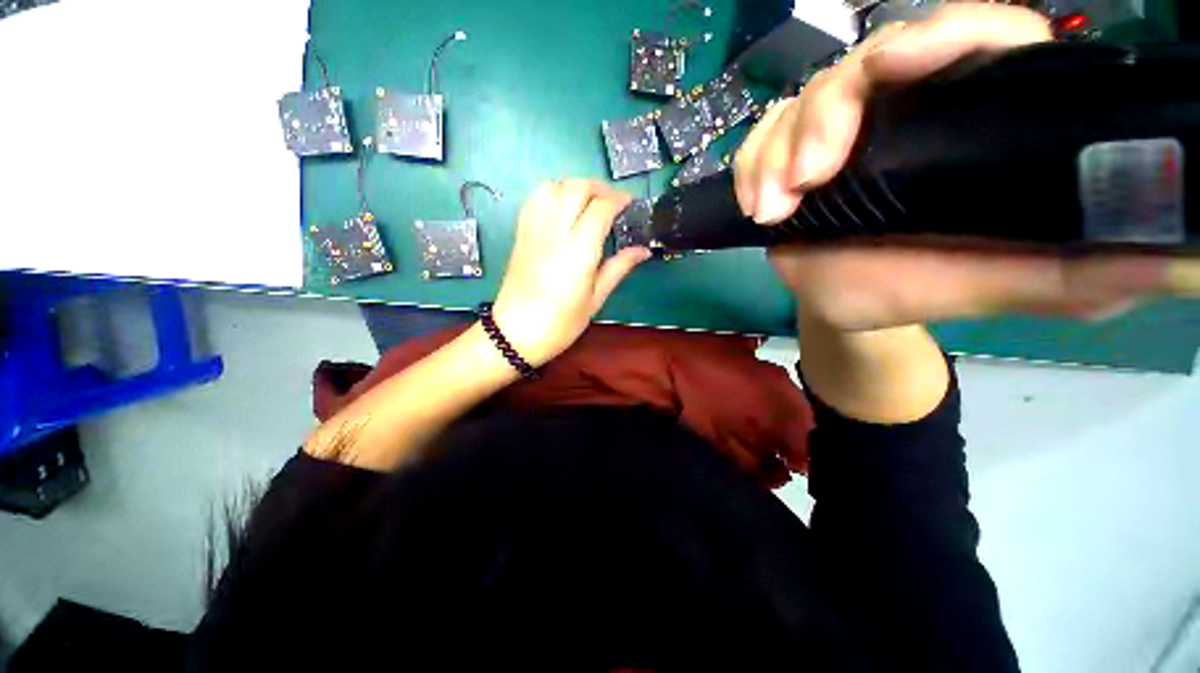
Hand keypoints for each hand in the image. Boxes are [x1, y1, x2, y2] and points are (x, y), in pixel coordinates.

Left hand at [493, 180, 650, 365]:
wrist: (515, 333)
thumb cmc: (561, 323)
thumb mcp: (596, 299)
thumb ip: (619, 268)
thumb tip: (643, 250)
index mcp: (578, 251)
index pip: (600, 208)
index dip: (618, 199)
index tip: (630, 203)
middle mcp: (554, 233)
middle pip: (576, 188)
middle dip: (599, 187)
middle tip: (612, 202)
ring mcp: (533, 231)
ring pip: (552, 187)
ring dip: (574, 186)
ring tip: (588, 202)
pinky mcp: (520, 234)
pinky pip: (534, 199)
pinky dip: (552, 193)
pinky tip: (562, 208)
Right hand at [734, 3, 1189, 331]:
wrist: (845, 304)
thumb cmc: (916, 289)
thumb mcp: (998, 284)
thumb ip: (1073, 272)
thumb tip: (1170, 265)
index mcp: (968, 123)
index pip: (969, 42)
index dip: (938, 35)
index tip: (896, 65)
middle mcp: (903, 111)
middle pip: (864, 65)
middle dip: (826, 115)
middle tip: (809, 177)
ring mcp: (839, 132)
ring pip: (802, 103)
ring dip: (779, 150)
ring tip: (775, 206)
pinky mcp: (790, 156)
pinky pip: (762, 139)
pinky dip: (751, 165)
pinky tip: (756, 203)